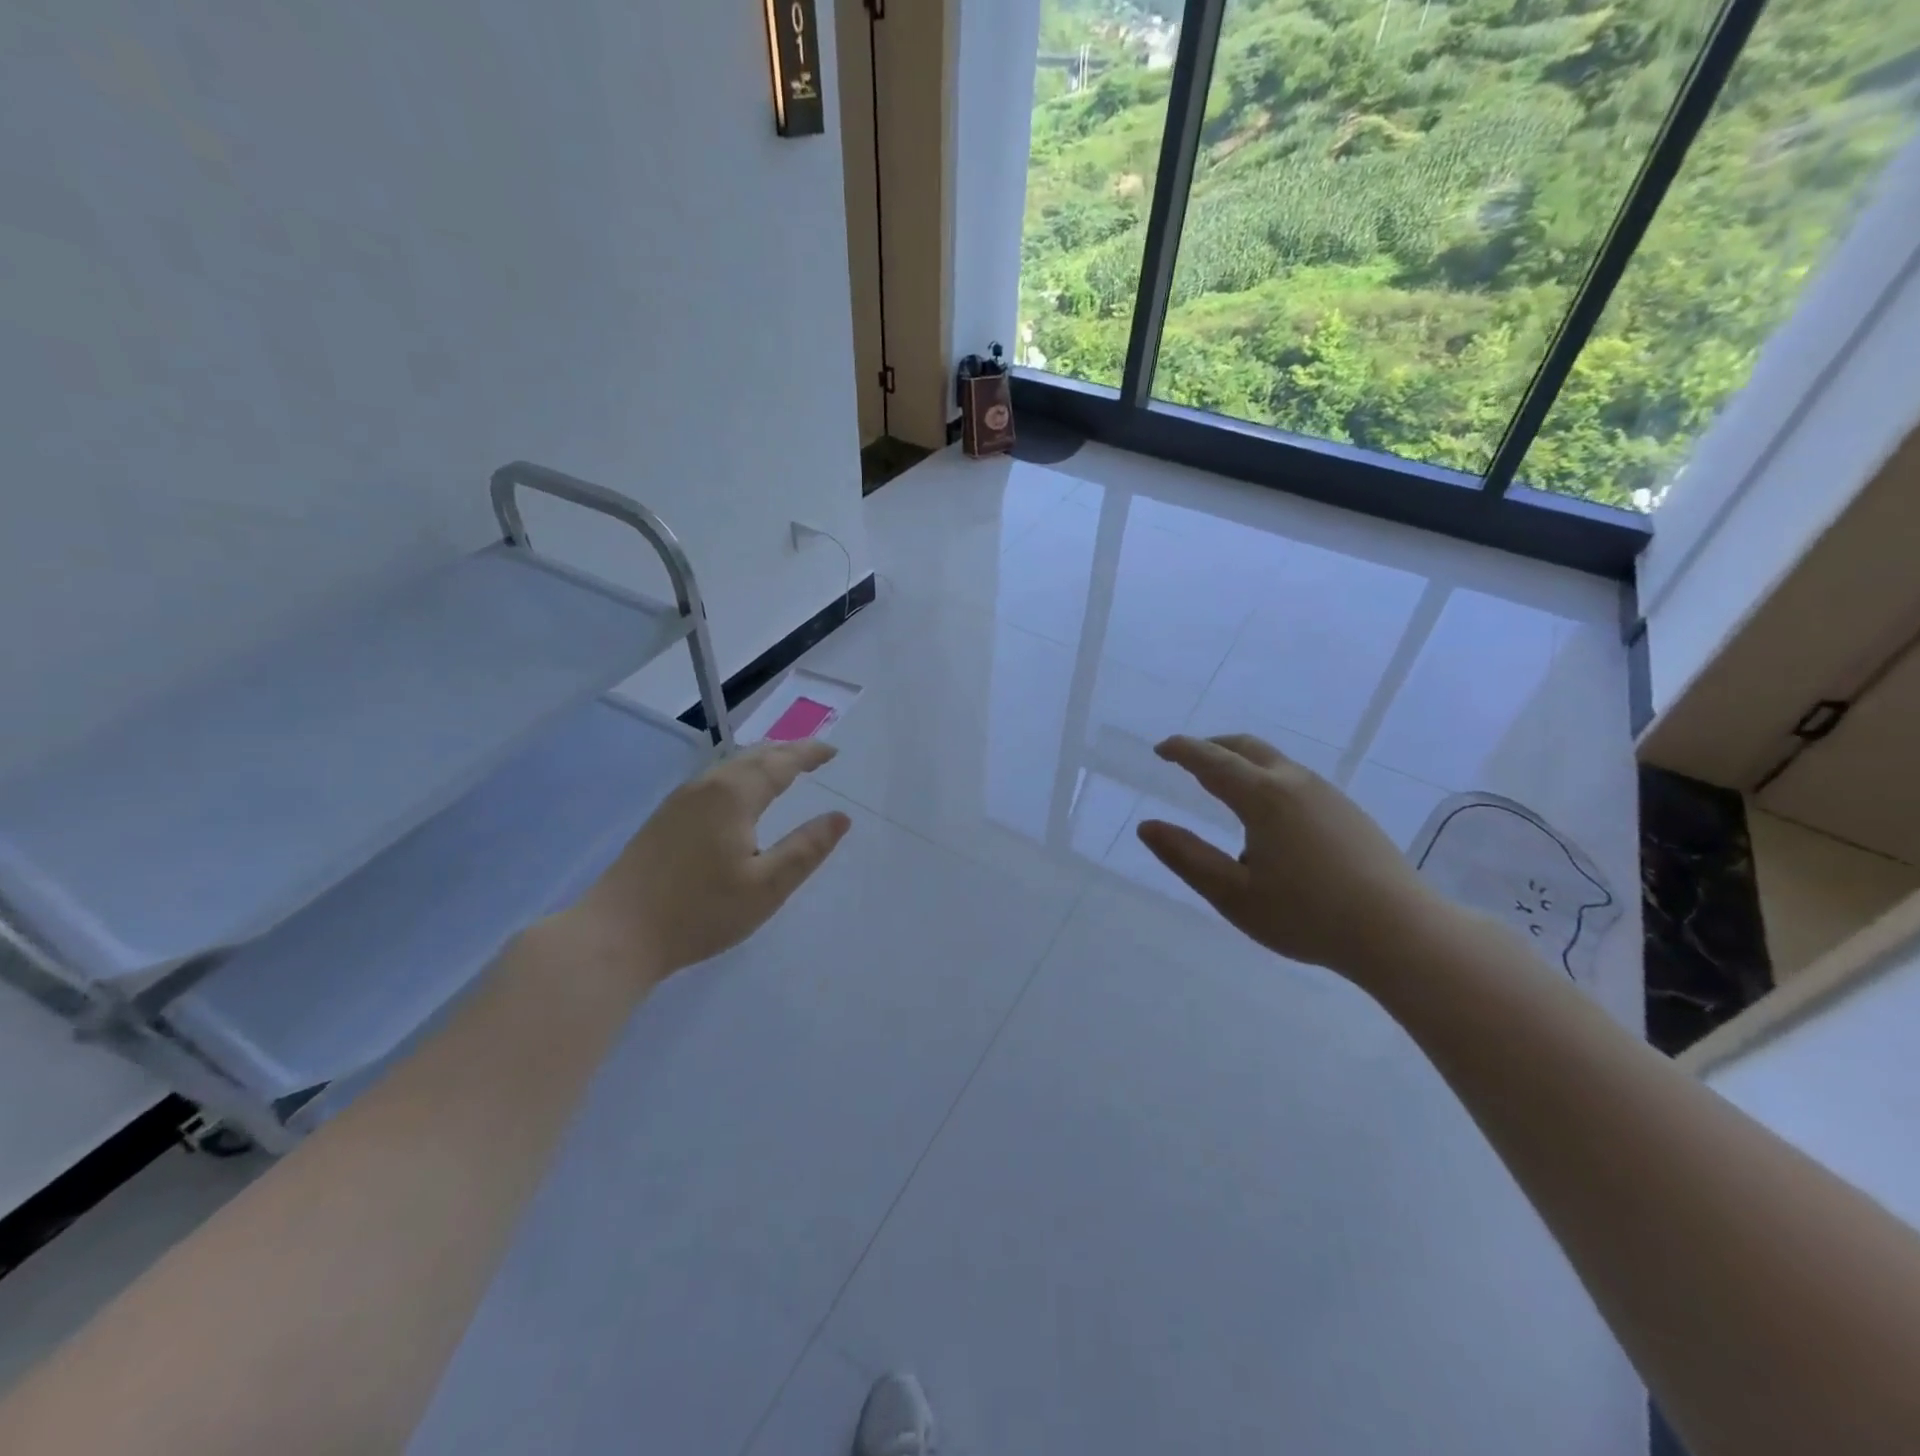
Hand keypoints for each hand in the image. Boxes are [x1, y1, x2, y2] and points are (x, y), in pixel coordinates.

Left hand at [554, 740, 850, 991]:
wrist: (616, 933)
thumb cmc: (699, 911)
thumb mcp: (766, 887)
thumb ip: (806, 849)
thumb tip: (840, 818)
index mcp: (734, 795)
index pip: (781, 762)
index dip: (809, 754)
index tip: (834, 751)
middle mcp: (706, 786)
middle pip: (753, 757)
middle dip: (787, 751)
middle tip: (814, 754)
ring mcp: (680, 801)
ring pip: (730, 767)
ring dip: (762, 761)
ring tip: (784, 767)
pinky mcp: (664, 819)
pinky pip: (714, 781)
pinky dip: (741, 776)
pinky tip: (740, 795)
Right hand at [1136, 734, 1445, 979]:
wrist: (1401, 932)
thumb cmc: (1307, 915)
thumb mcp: (1232, 894)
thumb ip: (1186, 857)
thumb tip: (1147, 827)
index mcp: (1263, 797)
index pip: (1212, 760)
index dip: (1182, 750)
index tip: (1160, 749)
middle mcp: (1295, 783)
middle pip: (1246, 748)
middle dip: (1212, 747)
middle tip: (1186, 758)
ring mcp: (1328, 795)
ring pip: (1274, 762)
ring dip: (1241, 762)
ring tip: (1221, 785)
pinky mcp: (1348, 812)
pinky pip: (1295, 779)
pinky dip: (1265, 778)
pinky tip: (1267, 816)